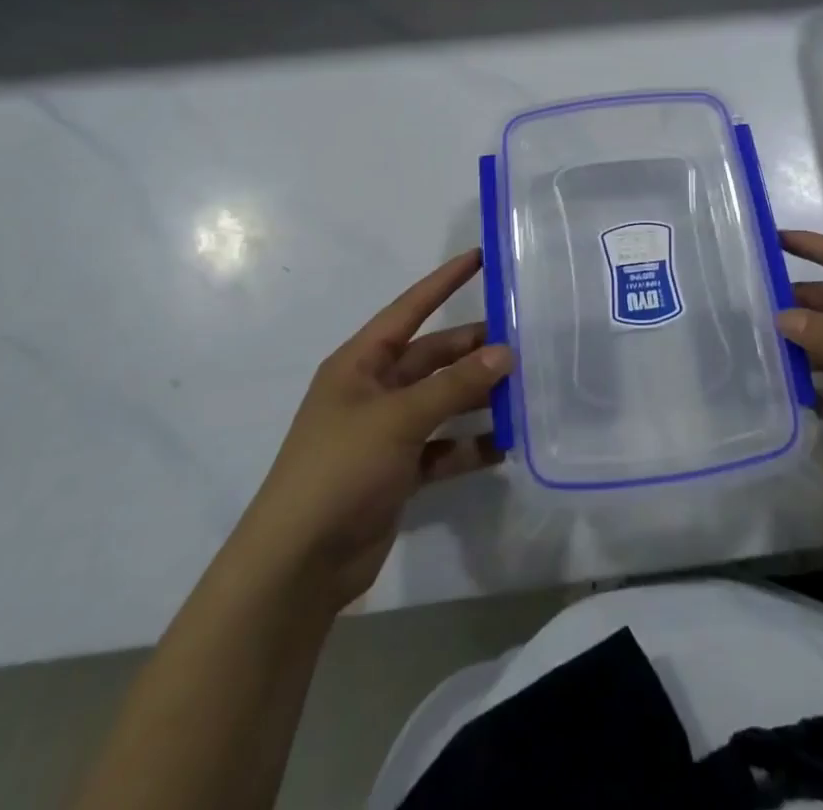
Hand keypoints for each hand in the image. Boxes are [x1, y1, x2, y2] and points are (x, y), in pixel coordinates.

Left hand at [238, 250, 512, 609]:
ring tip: (524, 392)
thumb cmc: (340, 470)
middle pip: (432, 358)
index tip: (481, 257)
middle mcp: (374, 390)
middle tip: (523, 341)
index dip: (444, 282)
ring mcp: (386, 433)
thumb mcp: (399, 418)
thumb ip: (454, 385)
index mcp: (360, 364)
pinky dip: (469, 446)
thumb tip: (506, 352)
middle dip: (473, 350)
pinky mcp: (398, 472)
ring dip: (477, 399)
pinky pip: (443, 447)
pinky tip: (505, 445)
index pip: (409, 309)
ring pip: (442, 402)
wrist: (299, 565)